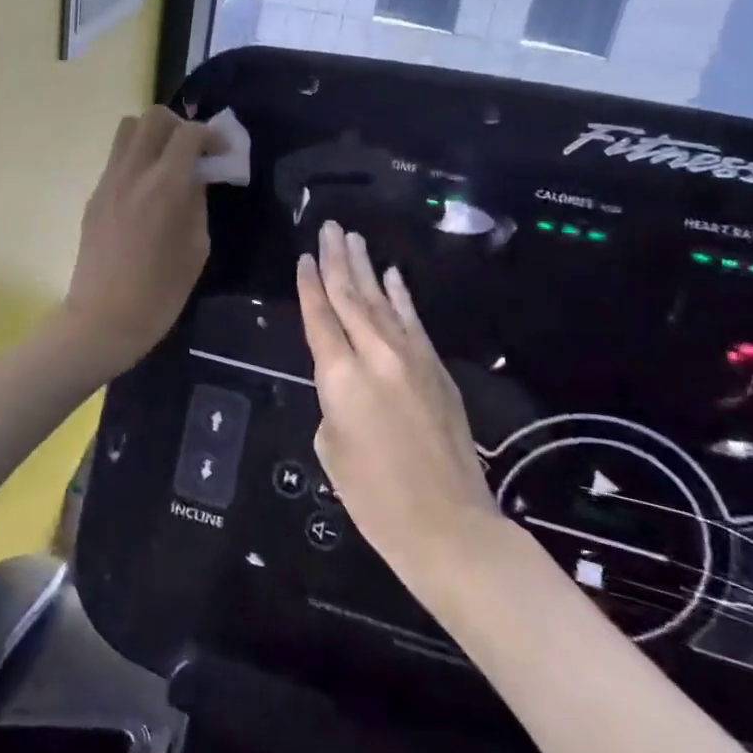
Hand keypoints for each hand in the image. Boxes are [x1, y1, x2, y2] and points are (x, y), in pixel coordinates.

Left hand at [62, 107, 215, 374]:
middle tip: (193, 152)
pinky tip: (147, 191)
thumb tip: (195, 179)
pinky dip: (136, 159)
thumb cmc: (159, 293)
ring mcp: (108, 181)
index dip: (211, 135)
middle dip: (179, 125)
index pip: (188, 133)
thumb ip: (197, 204)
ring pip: (128, 129)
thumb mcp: (196, 249)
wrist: (101, 318)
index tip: (222, 152)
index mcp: (164, 186)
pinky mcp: (94, 195)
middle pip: (153, 117)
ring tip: (168, 163)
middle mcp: (133, 173)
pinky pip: (117, 159)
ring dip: (153, 135)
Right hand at [297, 221, 499, 584]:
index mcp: (339, 375)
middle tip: (329, 228)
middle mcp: (375, 355)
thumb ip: (333, 401)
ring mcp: (411, 358)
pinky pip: (414, 322)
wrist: (448, 525)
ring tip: (353, 239)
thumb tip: (348, 384)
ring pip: (382, 301)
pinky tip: (393, 276)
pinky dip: (401, 297)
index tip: (305, 256)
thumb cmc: (374, 496)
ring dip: (366, 268)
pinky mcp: (438, 370)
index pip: (319, 316)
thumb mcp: (331, 446)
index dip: (309, 285)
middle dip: (337, 260)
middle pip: (350, 297)